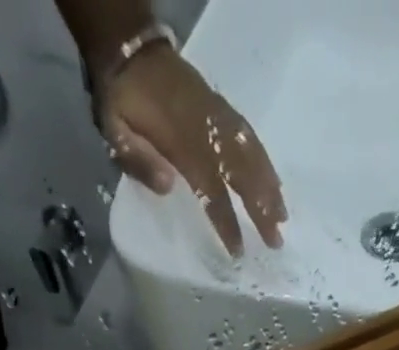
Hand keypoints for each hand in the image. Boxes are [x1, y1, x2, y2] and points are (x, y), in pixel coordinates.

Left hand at [100, 45, 285, 256]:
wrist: (129, 49)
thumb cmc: (121, 100)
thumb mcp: (115, 131)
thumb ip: (139, 160)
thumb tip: (169, 187)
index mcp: (181, 143)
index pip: (211, 191)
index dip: (226, 222)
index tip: (239, 250)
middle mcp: (207, 131)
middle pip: (241, 175)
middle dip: (261, 209)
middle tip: (276, 240)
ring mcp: (217, 117)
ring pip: (251, 155)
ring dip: (269, 187)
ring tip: (283, 215)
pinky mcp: (220, 108)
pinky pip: (249, 136)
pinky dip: (264, 159)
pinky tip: (273, 180)